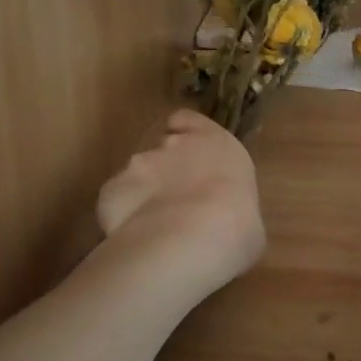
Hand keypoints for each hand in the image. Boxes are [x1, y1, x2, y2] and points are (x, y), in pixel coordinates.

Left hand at [97, 111, 264, 294]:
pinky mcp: (112, 188)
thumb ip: (231, 208)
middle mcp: (175, 144)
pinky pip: (117, 200)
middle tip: (176, 203)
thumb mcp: (249, 218)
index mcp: (216, 144)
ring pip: (137, 174)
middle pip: (163, 147)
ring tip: (154, 228)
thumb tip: (227, 223)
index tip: (188, 155)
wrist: (192, 240)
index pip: (188, 120)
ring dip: (144, 193)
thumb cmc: (238, 227)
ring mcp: (139, 163)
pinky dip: (123, 215)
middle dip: (166, 169)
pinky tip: (135, 238)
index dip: (185, 134)